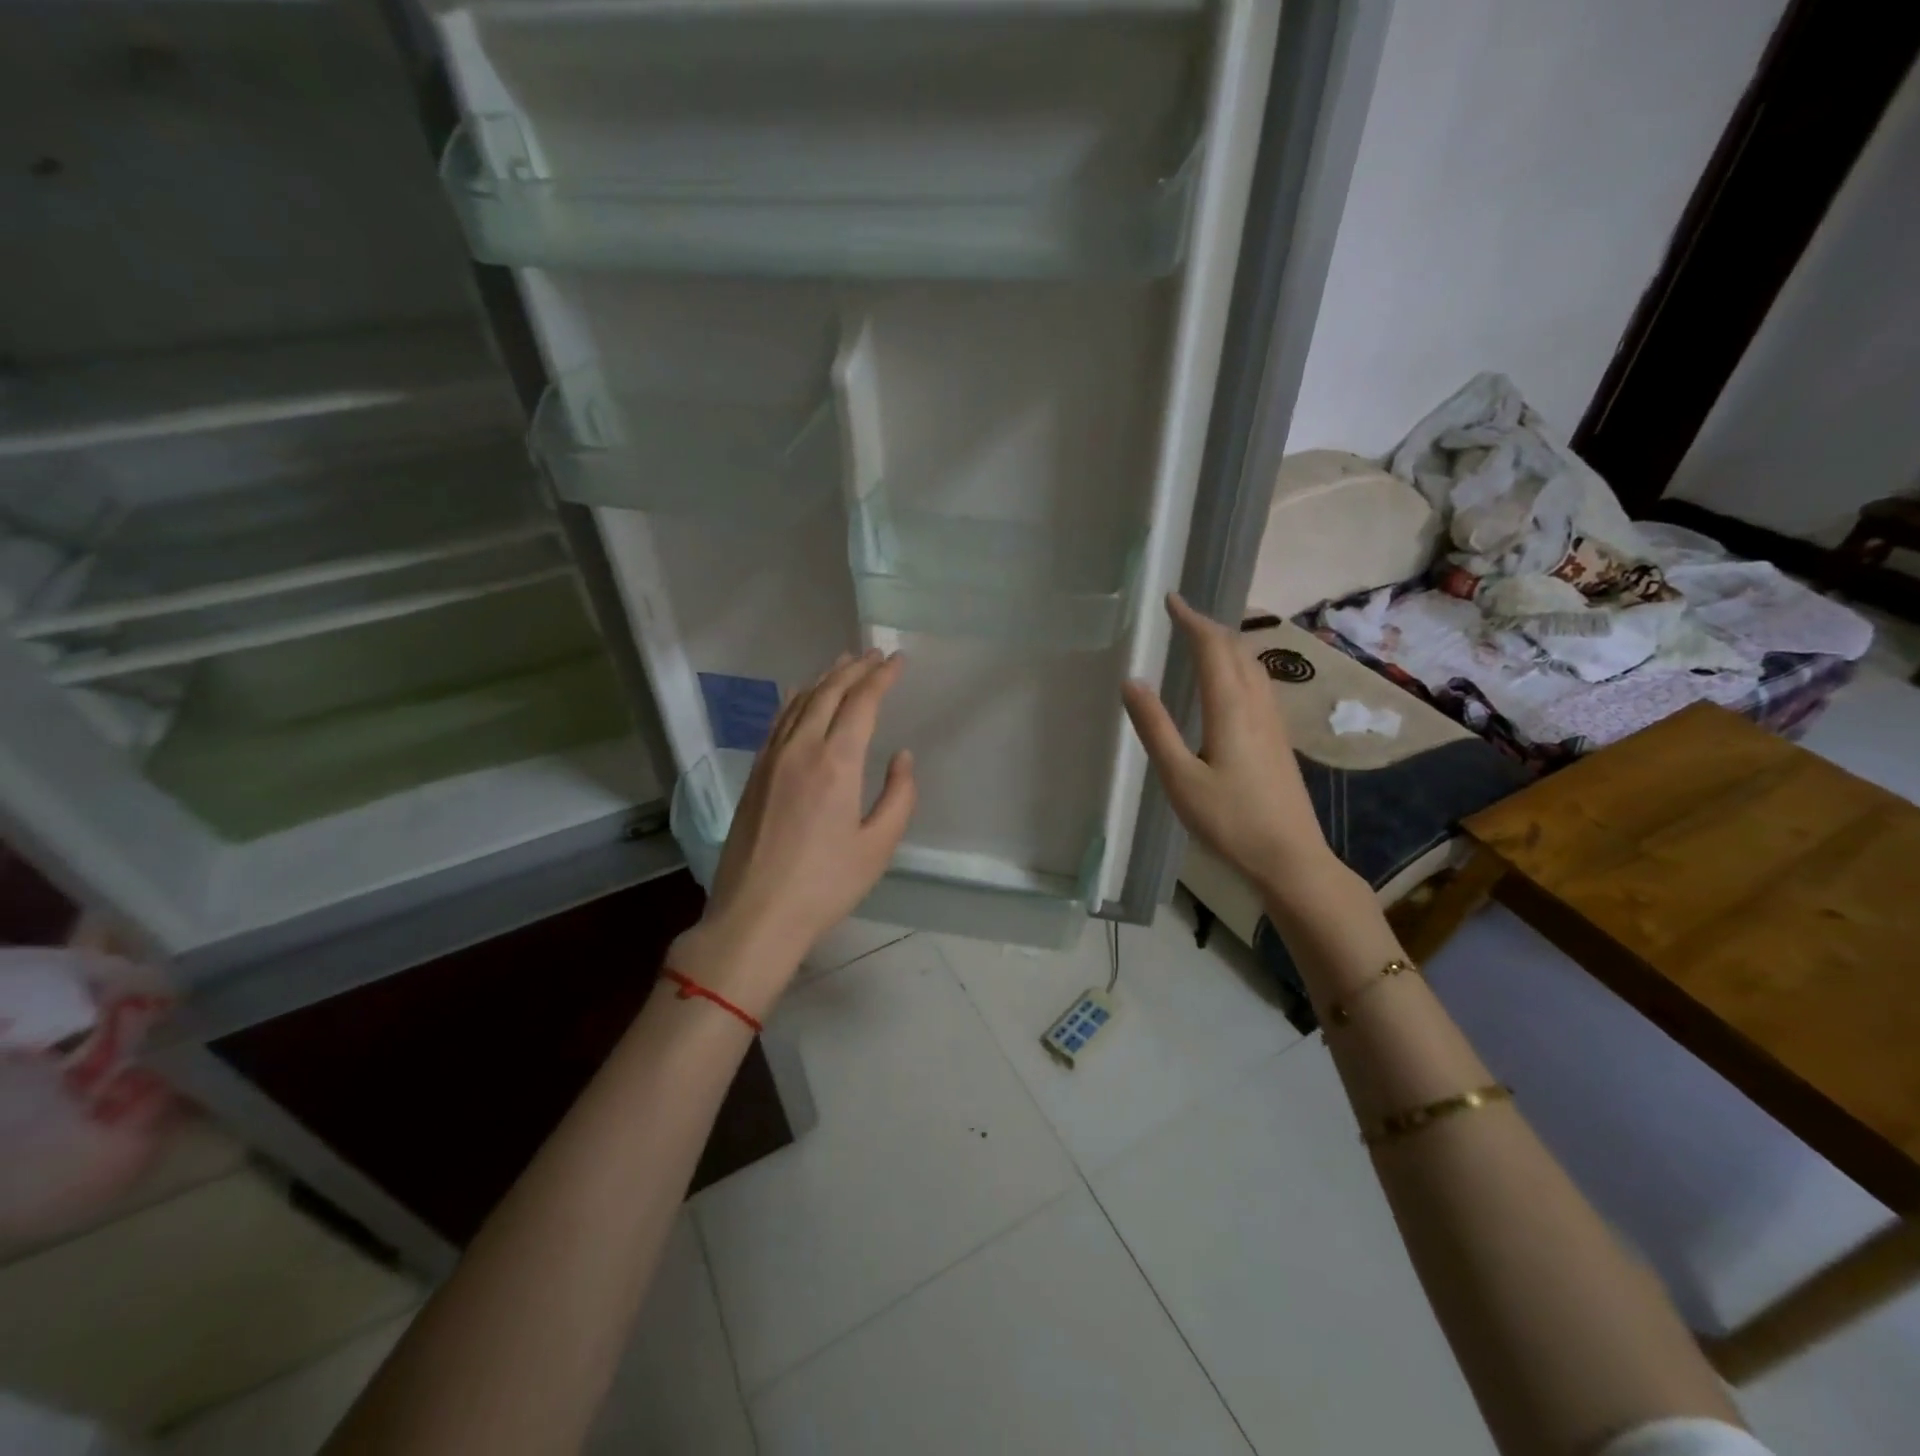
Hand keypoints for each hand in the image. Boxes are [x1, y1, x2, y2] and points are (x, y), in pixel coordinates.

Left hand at [672, 649, 915, 1016]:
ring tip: (844, 662)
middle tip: (876, 654)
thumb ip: (898, 796)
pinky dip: (796, 699)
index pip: (862, 703)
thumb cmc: (825, 885)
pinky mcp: (755, 773)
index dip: (882, 677)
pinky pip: (778, 721)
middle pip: (829, 692)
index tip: (898, 660)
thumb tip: (902, 757)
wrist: (755, 914)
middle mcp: (801, 749)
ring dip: (825, 678)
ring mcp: (771, 759)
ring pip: (800, 702)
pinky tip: (802, 696)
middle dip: (855, 668)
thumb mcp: (878, 847)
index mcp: (836, 763)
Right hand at [1121, 594, 1332, 900]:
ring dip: (1225, 644)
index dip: (1191, 619)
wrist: (1290, 856)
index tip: (1171, 599)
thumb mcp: (1180, 778)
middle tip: (1180, 616)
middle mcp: (1256, 704)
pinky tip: (1227, 683)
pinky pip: (1258, 683)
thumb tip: (1132, 681)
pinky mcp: (1279, 737)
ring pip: (1252, 665)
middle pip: (1236, 649)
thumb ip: (1155, 727)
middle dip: (1208, 626)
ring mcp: (1273, 720)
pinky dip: (1237, 665)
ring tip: (1200, 640)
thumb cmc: (1229, 820)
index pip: (1211, 647)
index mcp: (1230, 708)